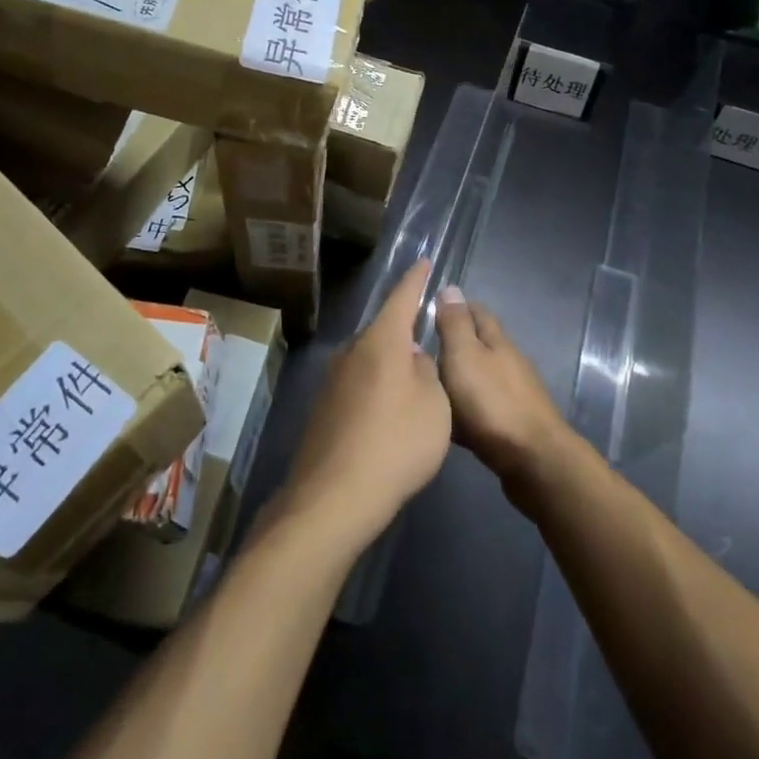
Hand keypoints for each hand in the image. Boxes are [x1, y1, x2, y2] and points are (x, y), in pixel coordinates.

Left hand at [275, 261, 451, 557]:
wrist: (335, 496)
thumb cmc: (396, 442)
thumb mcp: (435, 405)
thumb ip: (428, 373)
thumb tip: (413, 360)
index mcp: (382, 341)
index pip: (402, 297)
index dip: (416, 279)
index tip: (424, 262)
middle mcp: (353, 351)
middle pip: (384, 331)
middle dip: (404, 333)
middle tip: (425, 340)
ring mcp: (333, 380)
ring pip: (370, 360)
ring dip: (390, 366)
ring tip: (411, 385)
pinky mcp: (324, 409)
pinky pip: (358, 386)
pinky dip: (376, 391)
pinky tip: (387, 417)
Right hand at [435, 285, 574, 506]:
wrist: (534, 461)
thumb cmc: (492, 403)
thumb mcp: (464, 356)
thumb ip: (455, 325)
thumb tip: (451, 288)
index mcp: (496, 341)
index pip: (477, 312)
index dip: (455, 307)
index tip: (431, 308)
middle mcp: (509, 362)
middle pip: (481, 344)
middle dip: (456, 343)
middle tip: (423, 349)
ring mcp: (516, 394)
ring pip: (482, 377)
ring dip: (461, 377)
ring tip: (431, 385)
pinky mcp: (515, 425)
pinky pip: (485, 408)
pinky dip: (468, 408)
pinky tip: (453, 420)